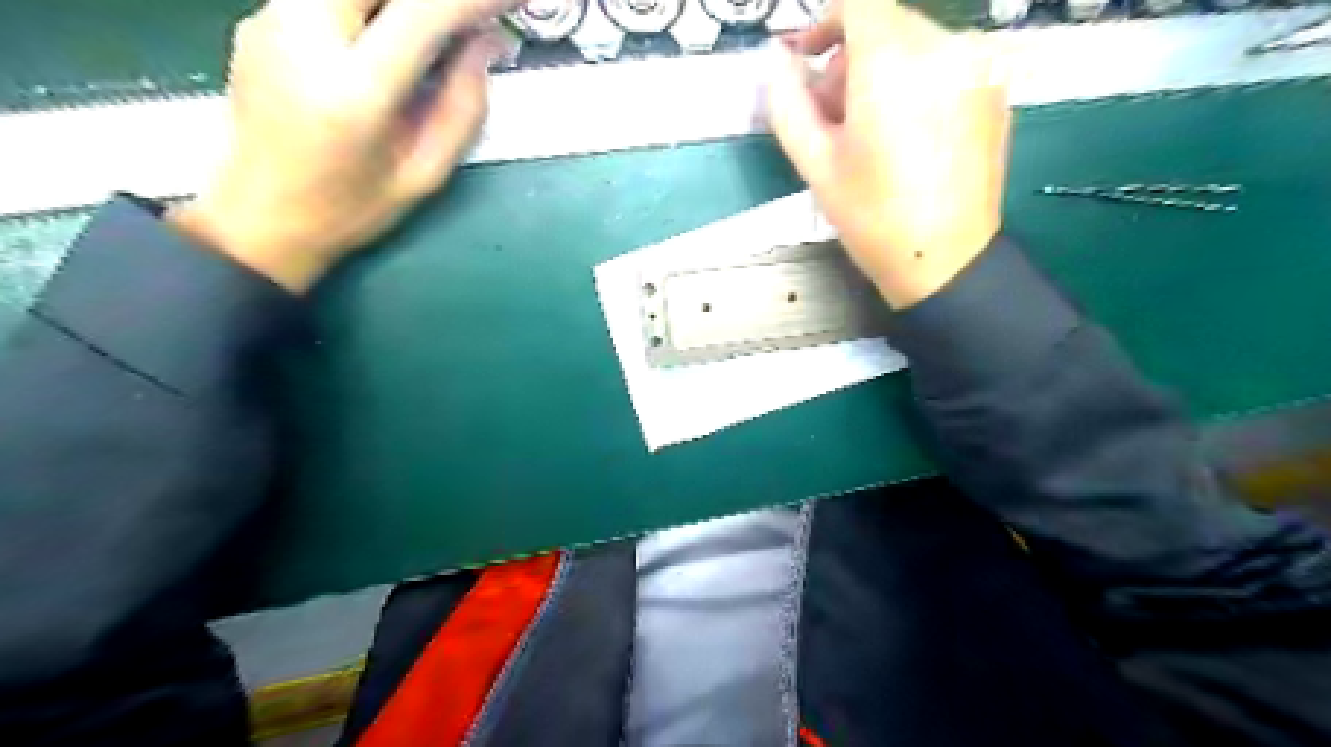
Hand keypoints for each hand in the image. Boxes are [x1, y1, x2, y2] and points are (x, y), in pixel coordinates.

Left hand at [169, 1, 511, 290]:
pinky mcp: (260, 16)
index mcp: (354, 89)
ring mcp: (271, 18)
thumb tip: (487, 42)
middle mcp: (303, 35)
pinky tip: (388, 34)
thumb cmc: (352, 207)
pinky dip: (370, 6)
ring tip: (431, 31)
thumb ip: (464, 106)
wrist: (261, 217)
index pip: (424, 12)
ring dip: (399, 2)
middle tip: (465, 17)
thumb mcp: (426, 173)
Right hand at [771, 1, 1008, 308]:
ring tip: (870, 128)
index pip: (858, 3)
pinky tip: (907, 133)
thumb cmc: (872, 216)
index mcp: (894, 62)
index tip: (808, 60)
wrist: (943, 260)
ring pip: (918, 42)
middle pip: (888, 22)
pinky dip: (918, 81)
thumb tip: (776, 61)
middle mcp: (945, 47)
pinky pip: (946, 63)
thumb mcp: (815, 163)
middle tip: (833, 113)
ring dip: (885, 69)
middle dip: (852, 56)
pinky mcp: (997, 88)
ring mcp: (979, 65)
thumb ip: (787, 101)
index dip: (825, 23)